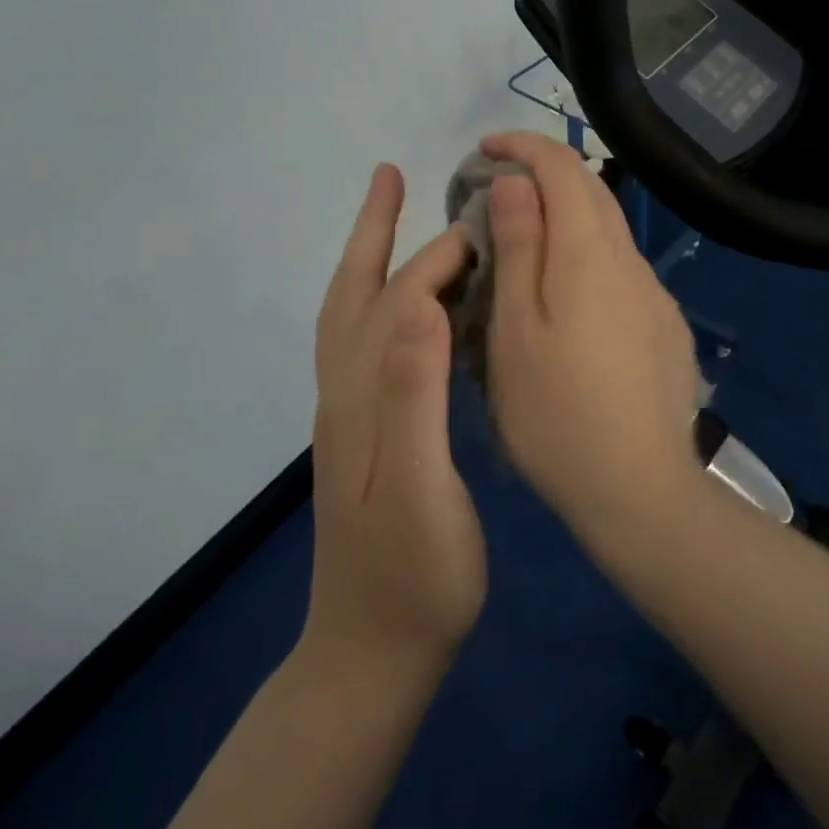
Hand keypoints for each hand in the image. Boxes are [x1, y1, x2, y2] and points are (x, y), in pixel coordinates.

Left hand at [305, 164, 485, 666]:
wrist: (374, 653)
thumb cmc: (412, 576)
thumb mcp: (417, 490)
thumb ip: (414, 397)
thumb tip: (423, 304)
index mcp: (362, 396)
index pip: (399, 301)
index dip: (437, 257)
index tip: (482, 225)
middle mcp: (346, 392)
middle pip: (354, 293)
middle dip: (373, 231)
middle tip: (394, 175)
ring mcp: (351, 412)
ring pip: (354, 315)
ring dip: (370, 258)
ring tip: (395, 218)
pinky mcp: (364, 430)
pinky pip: (369, 342)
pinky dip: (384, 301)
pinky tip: (414, 304)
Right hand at [479, 132, 700, 534]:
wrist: (639, 488)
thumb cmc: (556, 412)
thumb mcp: (516, 328)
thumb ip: (520, 245)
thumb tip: (517, 180)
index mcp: (590, 253)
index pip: (562, 167)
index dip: (523, 146)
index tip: (484, 150)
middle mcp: (630, 260)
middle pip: (590, 190)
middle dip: (543, 174)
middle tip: (495, 191)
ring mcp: (654, 294)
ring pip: (608, 230)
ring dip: (566, 216)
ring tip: (522, 240)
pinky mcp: (665, 324)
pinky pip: (622, 268)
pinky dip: (588, 254)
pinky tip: (566, 296)